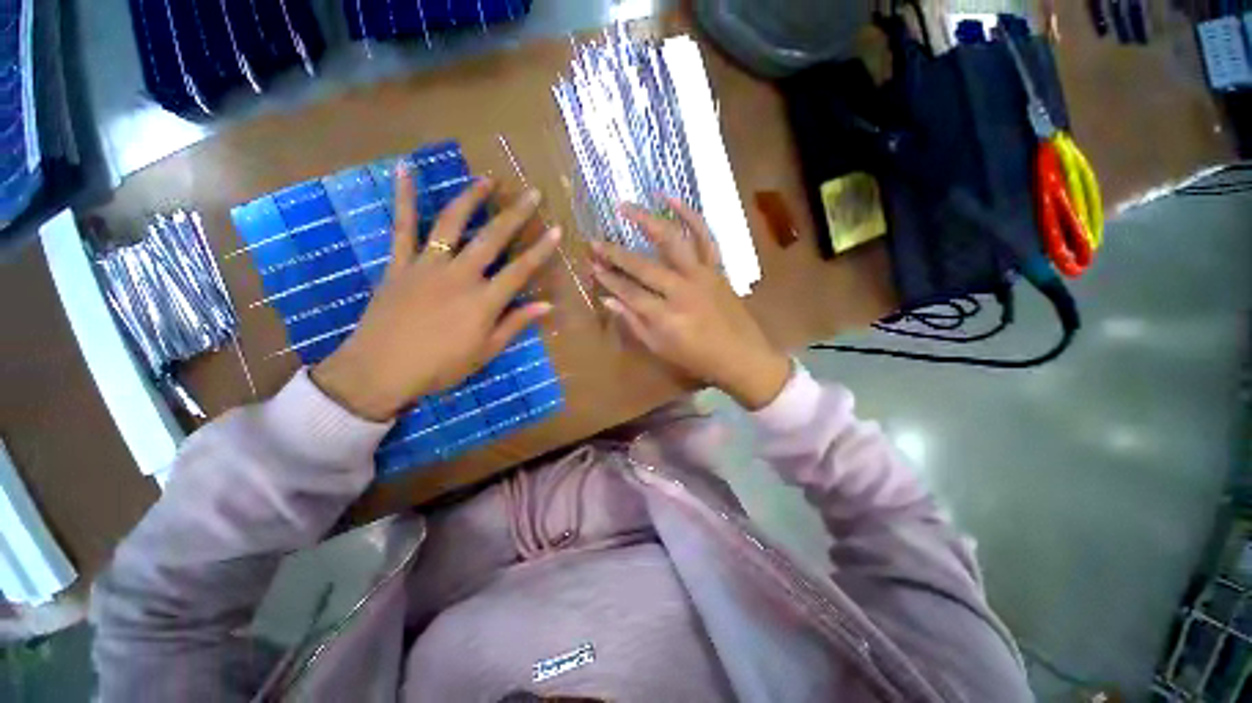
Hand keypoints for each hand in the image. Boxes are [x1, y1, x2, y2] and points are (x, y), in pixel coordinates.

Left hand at [312, 168, 560, 420]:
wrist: (380, 370)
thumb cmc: (440, 367)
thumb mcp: (485, 352)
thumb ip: (515, 324)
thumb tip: (547, 306)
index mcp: (484, 301)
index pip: (521, 270)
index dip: (541, 249)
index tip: (556, 229)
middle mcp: (460, 275)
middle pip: (492, 239)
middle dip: (515, 214)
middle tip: (532, 192)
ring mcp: (427, 265)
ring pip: (451, 224)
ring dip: (471, 198)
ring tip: (486, 179)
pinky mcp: (400, 264)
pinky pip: (402, 227)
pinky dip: (403, 198)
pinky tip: (404, 170)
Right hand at [591, 198, 790, 410]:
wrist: (741, 357)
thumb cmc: (698, 359)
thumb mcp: (660, 349)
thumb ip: (633, 323)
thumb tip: (607, 300)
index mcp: (665, 317)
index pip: (628, 292)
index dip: (608, 279)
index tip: (592, 266)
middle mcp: (681, 290)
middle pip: (643, 266)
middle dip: (615, 253)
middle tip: (595, 241)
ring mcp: (701, 275)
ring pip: (672, 241)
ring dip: (647, 221)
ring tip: (626, 206)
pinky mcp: (716, 268)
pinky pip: (705, 236)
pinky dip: (690, 215)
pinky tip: (673, 199)